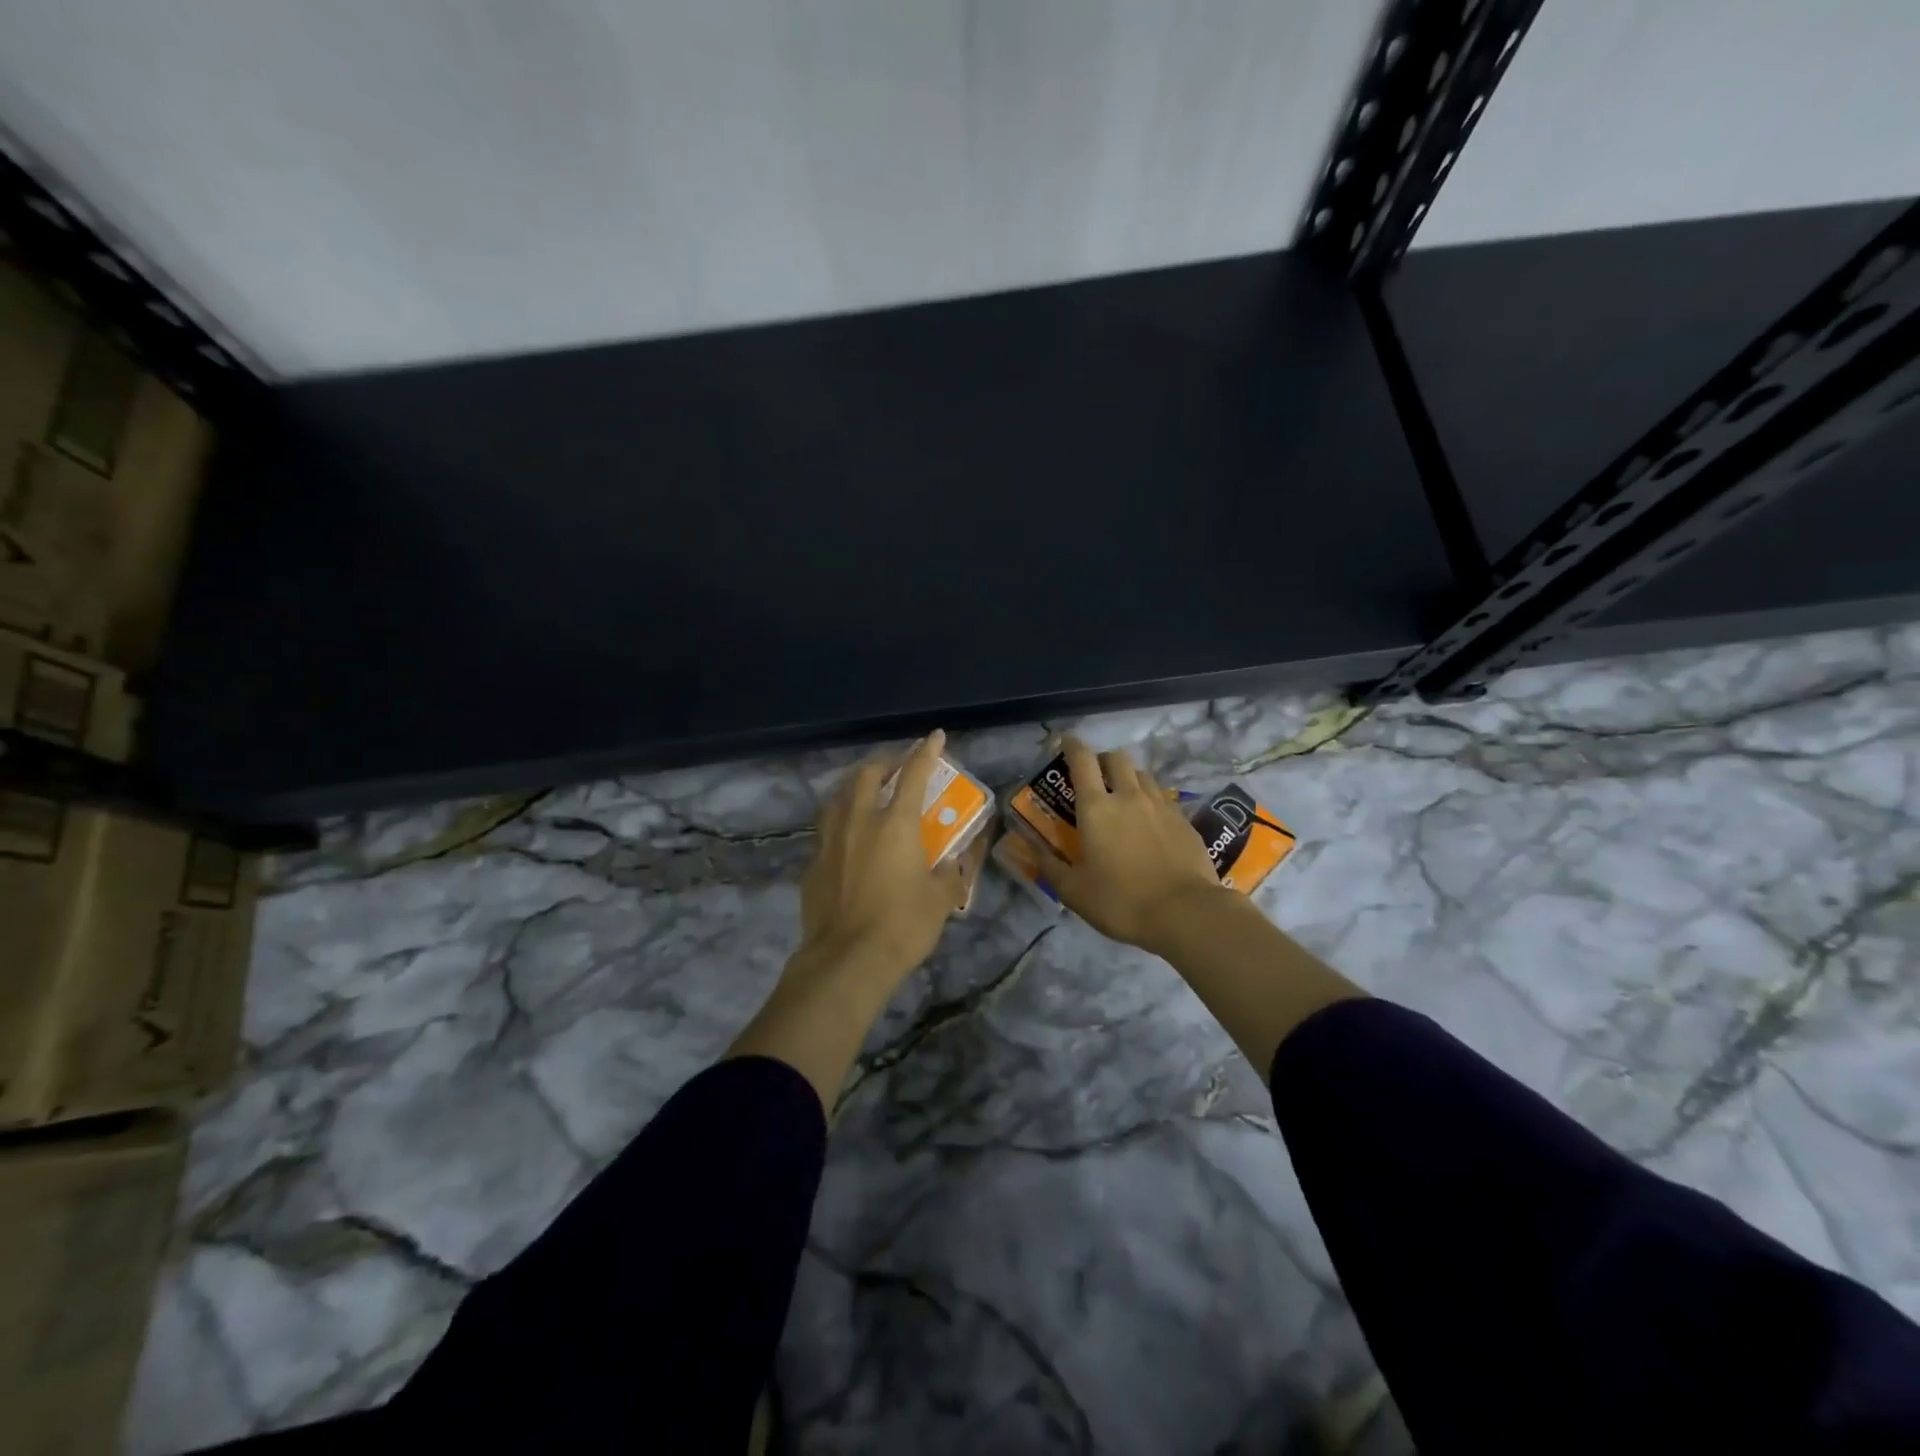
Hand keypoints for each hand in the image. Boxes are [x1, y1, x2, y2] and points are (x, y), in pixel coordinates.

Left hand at [794, 729, 971, 991]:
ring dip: (854, 787)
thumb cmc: (903, 925)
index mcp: (895, 824)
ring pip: (837, 797)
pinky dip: (839, 823)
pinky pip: (825, 831)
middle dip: (884, 763)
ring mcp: (829, 841)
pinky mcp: (812, 864)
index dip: (925, 752)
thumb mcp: (942, 899)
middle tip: (897, 766)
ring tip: (865, 792)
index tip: (934, 736)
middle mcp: (858, 821)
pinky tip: (845, 839)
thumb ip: (952, 872)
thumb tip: (957, 860)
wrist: (847, 960)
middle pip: (866, 775)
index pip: (913, 775)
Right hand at [1027, 735, 1233, 954]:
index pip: (1082, 761)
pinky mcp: (1184, 821)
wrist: (1185, 913)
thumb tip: (1028, 848)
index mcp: (1096, 808)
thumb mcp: (1073, 891)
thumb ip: (1049, 866)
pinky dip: (1151, 801)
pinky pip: (1163, 799)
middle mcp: (1129, 797)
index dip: (1072, 746)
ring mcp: (1161, 806)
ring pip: (1143, 775)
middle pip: (1116, 759)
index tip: (1065, 742)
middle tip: (1095, 776)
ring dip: (1129, 778)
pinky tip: (1150, 824)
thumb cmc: (1120, 901)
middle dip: (1103, 760)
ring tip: (1124, 798)